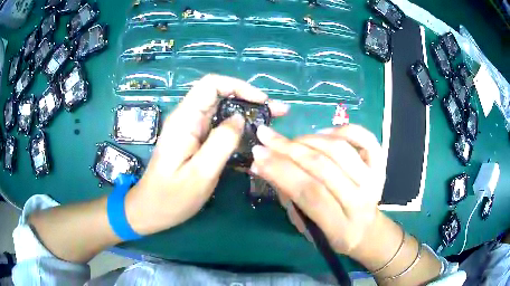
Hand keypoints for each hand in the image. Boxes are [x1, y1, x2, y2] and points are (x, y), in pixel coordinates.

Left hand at [126, 74, 287, 234]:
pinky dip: (238, 127)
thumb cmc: (172, 197)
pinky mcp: (194, 140)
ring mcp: (190, 129)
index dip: (239, 86)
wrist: (151, 210)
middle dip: (250, 99)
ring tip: (271, 122)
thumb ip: (221, 142)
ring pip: (221, 110)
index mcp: (184, 120)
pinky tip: (253, 137)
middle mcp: (186, 118)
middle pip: (219, 95)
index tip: (262, 101)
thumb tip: (240, 118)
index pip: (211, 85)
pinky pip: (219, 126)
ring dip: (247, 113)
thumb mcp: (200, 173)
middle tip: (278, 112)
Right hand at [250, 124, 384, 254]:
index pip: (309, 192)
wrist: (368, 232)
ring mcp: (373, 180)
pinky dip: (343, 129)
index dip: (281, 171)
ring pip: (339, 150)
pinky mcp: (380, 167)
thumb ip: (290, 199)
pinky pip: (365, 138)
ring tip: (290, 140)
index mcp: (339, 226)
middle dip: (288, 149)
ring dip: (309, 139)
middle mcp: (360, 201)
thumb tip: (265, 166)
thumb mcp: (307, 228)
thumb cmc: (334, 235)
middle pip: (323, 167)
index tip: (258, 155)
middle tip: (265, 136)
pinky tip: (323, 134)